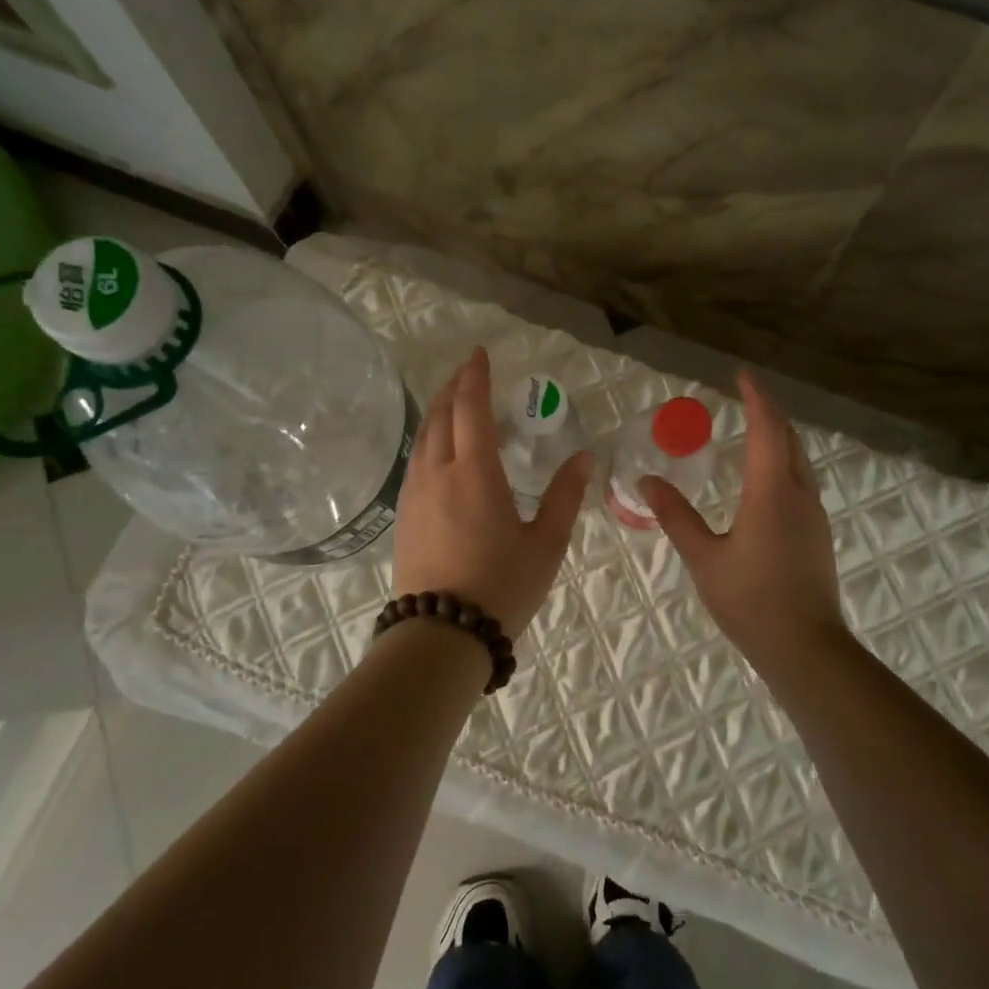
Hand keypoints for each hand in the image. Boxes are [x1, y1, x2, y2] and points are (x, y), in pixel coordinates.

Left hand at [392, 347, 591, 639]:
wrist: (442, 635)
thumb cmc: (502, 586)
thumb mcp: (546, 543)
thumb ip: (565, 496)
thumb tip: (584, 456)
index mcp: (475, 472)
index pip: (470, 408)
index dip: (475, 376)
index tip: (480, 353)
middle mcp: (438, 472)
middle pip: (439, 414)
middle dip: (453, 387)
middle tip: (469, 372)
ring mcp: (415, 493)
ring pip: (422, 436)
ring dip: (437, 411)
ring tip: (454, 403)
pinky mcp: (403, 514)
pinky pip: (415, 460)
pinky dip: (428, 438)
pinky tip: (439, 449)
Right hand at [639, 370, 850, 669]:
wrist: (807, 648)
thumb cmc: (751, 601)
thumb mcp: (704, 558)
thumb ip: (676, 517)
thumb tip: (646, 481)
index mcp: (772, 491)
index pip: (767, 429)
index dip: (756, 398)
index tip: (742, 375)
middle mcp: (799, 494)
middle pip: (789, 438)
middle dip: (770, 411)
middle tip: (746, 395)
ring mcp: (814, 515)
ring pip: (800, 459)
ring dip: (781, 435)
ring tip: (757, 427)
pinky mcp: (817, 534)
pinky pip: (802, 480)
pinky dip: (785, 460)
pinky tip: (769, 477)